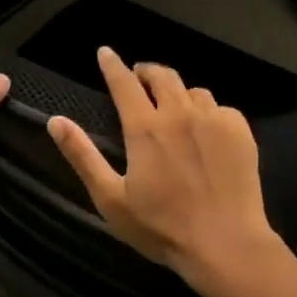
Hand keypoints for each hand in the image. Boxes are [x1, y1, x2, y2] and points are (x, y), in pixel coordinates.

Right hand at [48, 47, 295, 296]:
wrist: (226, 244)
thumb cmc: (161, 227)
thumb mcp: (110, 198)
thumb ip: (82, 155)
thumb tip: (55, 121)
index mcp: (145, 128)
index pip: (124, 82)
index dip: (112, 64)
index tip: (105, 52)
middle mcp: (180, 113)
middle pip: (162, 75)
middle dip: (146, 72)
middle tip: (139, 79)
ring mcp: (214, 120)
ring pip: (193, 90)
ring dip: (178, 93)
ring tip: (174, 107)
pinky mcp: (241, 131)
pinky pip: (221, 108)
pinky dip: (208, 112)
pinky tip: (206, 130)